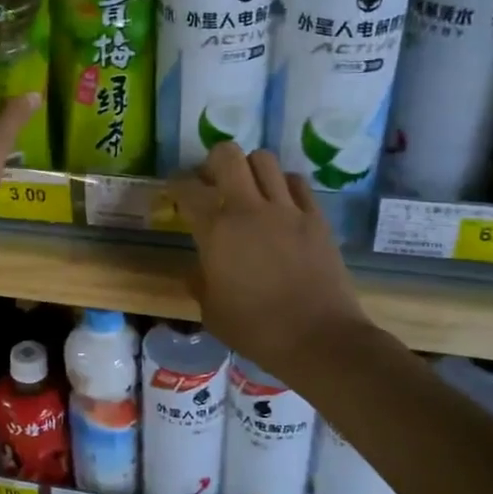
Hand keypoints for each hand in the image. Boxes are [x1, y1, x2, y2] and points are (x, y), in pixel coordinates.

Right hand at [168, 143, 372, 379]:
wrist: (319, 338)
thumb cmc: (256, 330)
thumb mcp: (212, 313)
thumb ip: (200, 283)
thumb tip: (198, 269)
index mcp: (217, 231)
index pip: (188, 190)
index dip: (175, 185)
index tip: (173, 191)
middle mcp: (250, 209)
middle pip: (228, 155)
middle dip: (213, 162)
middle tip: (211, 182)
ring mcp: (287, 210)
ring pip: (264, 160)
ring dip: (250, 169)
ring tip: (248, 190)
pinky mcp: (316, 218)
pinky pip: (297, 183)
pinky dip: (284, 186)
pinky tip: (281, 204)